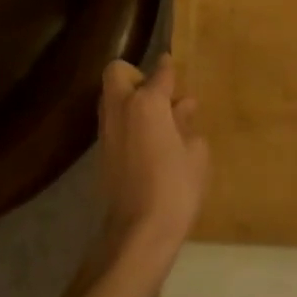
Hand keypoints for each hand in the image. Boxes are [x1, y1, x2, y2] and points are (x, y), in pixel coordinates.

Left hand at [96, 55, 207, 263]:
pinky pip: (114, 121)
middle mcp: (120, 108)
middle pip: (117, 72)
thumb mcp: (195, 154)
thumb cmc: (176, 188)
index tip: (174, 64)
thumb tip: (183, 106)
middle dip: (136, 75)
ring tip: (158, 118)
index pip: (160, 72)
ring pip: (111, 96)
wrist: (138, 232)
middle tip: (160, 94)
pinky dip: (127, 121)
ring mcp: (106, 130)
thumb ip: (186, 123)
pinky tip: (148, 140)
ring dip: (130, 98)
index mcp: (147, 102)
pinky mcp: (101, 151)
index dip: (169, 67)